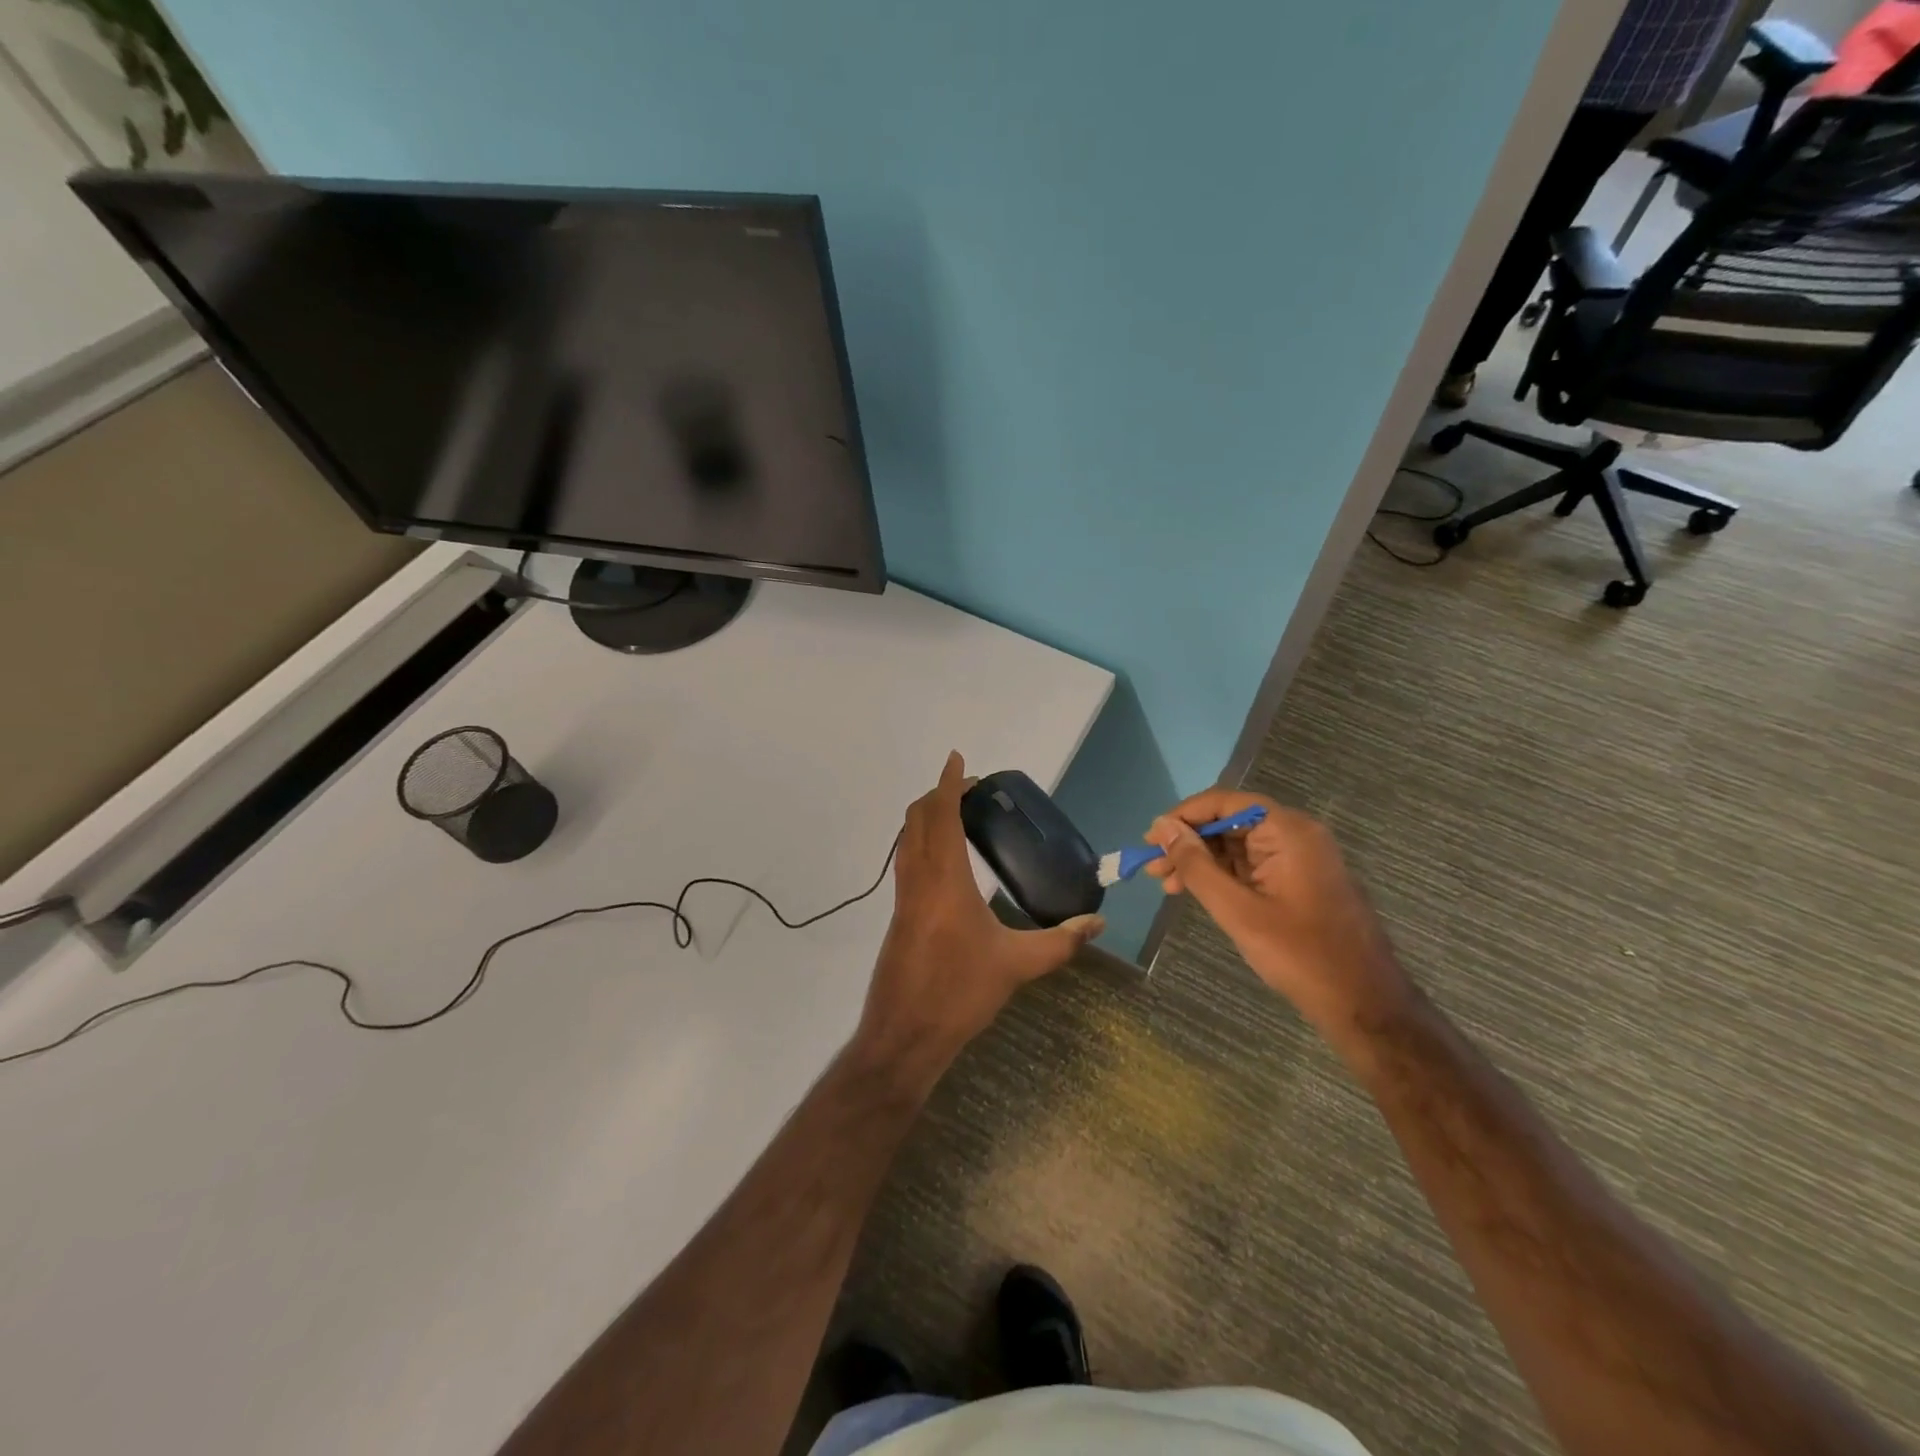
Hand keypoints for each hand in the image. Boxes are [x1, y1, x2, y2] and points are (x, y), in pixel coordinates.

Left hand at [855, 752, 1103, 1081]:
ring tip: (959, 816)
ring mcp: (903, 898)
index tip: (958, 759)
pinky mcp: (899, 917)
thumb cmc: (960, 993)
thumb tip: (1098, 923)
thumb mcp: (1017, 966)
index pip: (942, 816)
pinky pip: (907, 862)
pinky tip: (946, 863)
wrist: (904, 1035)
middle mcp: (917, 880)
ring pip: (907, 840)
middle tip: (970, 790)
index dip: (949, 783)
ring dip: (927, 818)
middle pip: (917, 819)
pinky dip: (922, 843)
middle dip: (938, 794)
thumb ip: (1060, 942)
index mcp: (944, 880)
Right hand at [1145, 790, 1412, 1036]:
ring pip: (1238, 846)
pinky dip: (1223, 876)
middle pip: (1230, 823)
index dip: (1183, 816)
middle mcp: (1296, 834)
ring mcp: (1301, 858)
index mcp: (1287, 830)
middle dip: (1188, 843)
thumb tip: (1163, 828)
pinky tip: (1196, 892)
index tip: (1151, 839)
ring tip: (1165, 885)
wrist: (1365, 1003)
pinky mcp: (1301, 881)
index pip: (1225, 802)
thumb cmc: (1299, 954)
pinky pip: (1253, 865)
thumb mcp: (1237, 909)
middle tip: (1153, 869)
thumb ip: (1196, 865)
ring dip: (1201, 862)